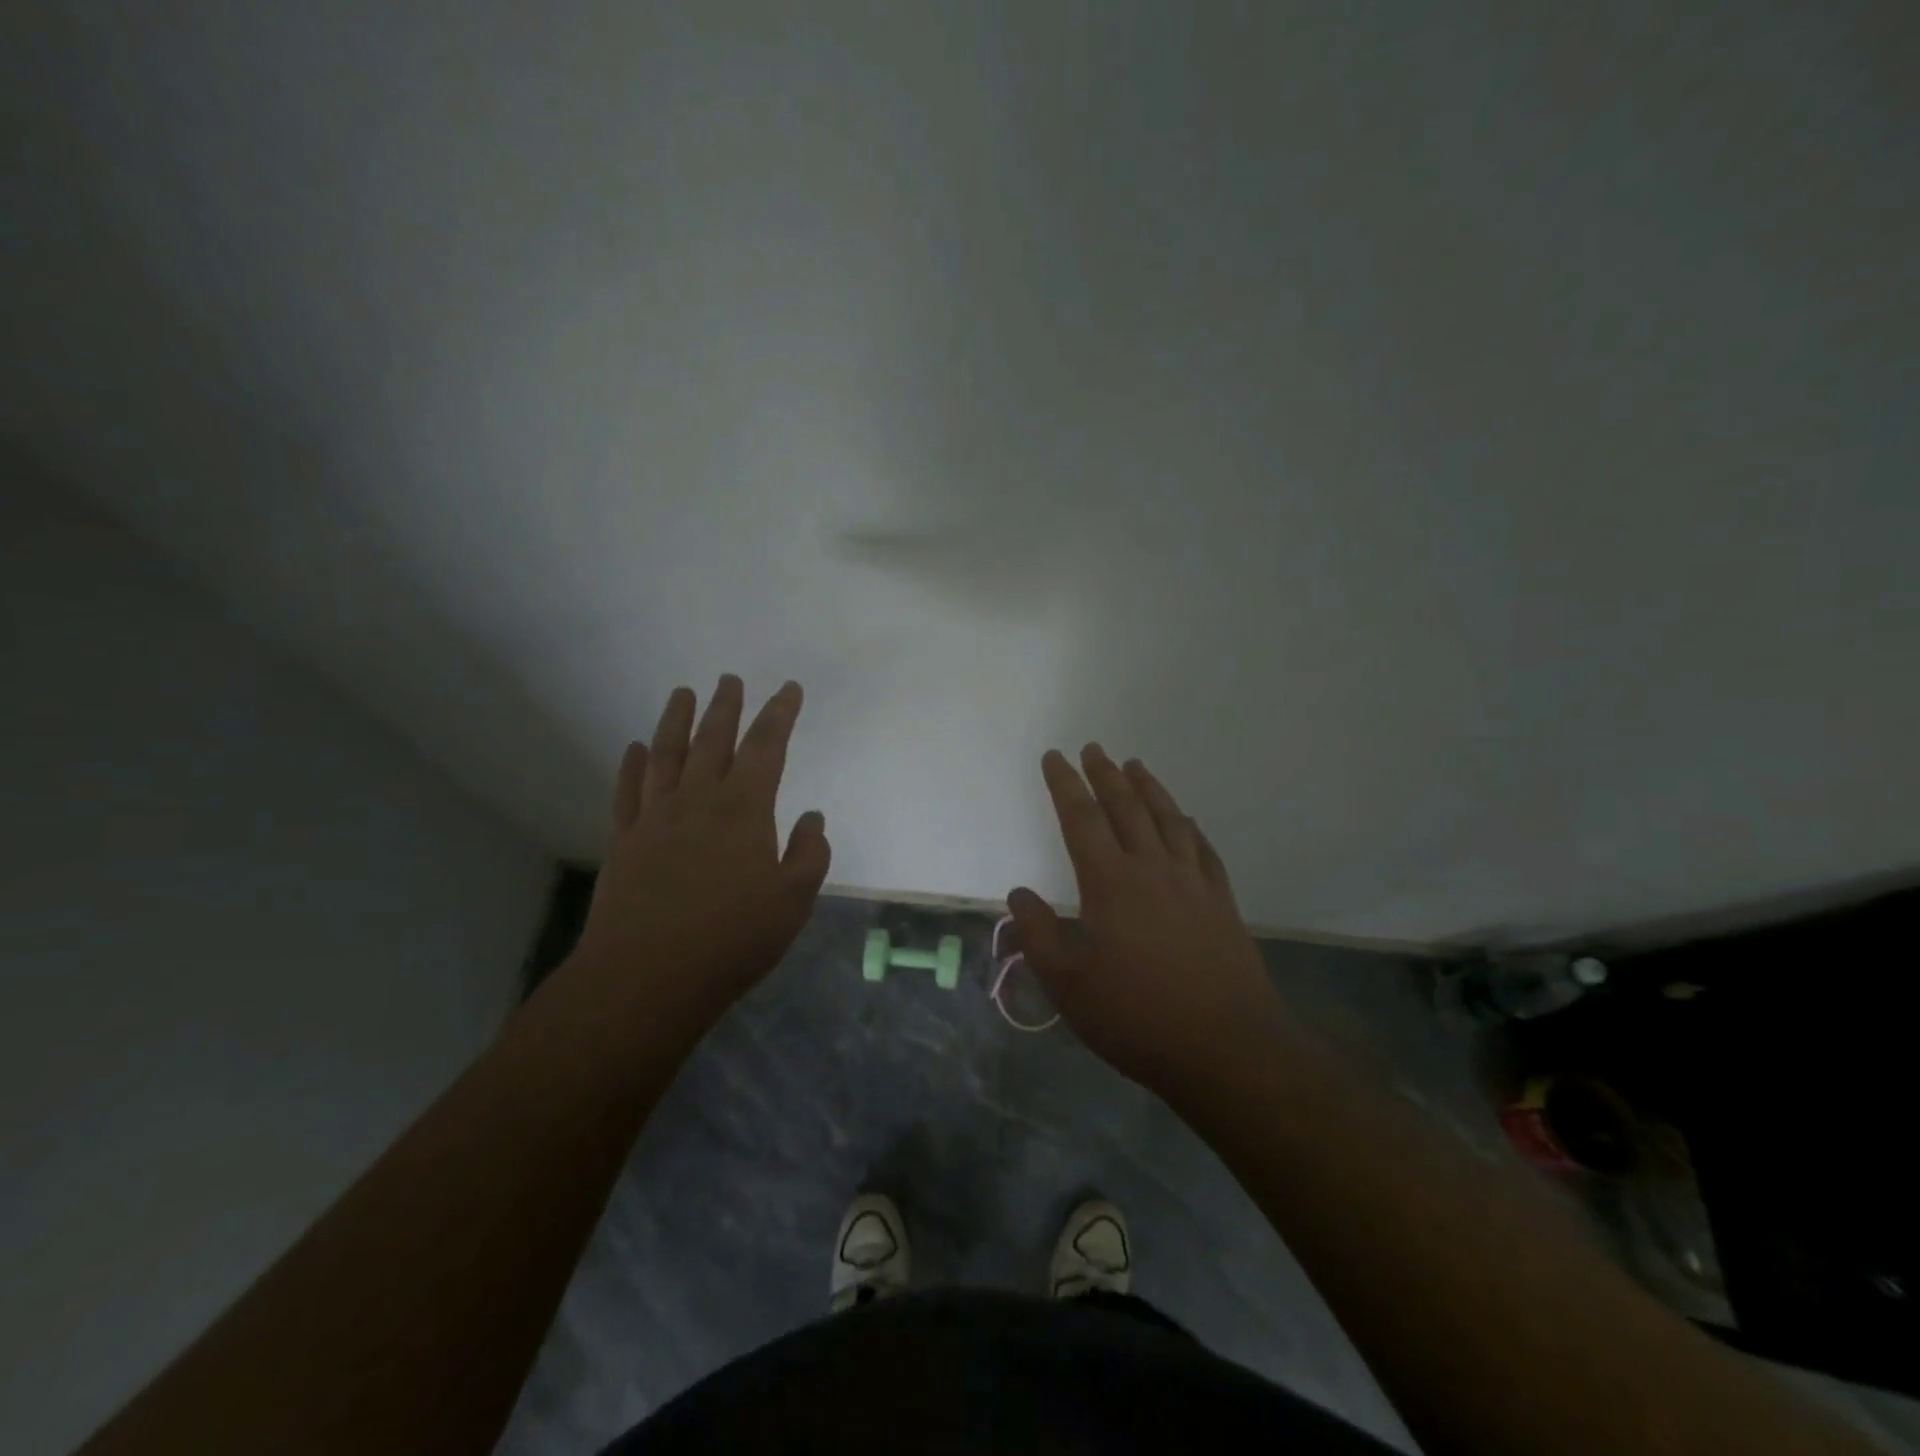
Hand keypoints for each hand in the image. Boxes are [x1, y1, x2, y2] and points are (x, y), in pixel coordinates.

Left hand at [566, 675, 831, 1029]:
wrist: (647, 976)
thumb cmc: (732, 938)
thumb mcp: (793, 901)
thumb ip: (808, 854)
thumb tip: (812, 818)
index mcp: (744, 809)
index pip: (767, 747)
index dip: (780, 714)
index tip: (788, 688)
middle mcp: (698, 801)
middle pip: (713, 740)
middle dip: (726, 707)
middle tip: (729, 679)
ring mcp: (655, 818)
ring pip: (667, 755)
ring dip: (676, 721)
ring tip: (682, 693)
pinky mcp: (624, 841)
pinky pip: (628, 791)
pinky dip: (633, 765)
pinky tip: (636, 749)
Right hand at [1008, 745, 1292, 1099]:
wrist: (1226, 1048)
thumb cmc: (1137, 1017)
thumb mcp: (1069, 985)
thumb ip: (1038, 935)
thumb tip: (1020, 894)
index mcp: (1110, 883)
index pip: (1081, 819)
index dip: (1065, 784)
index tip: (1054, 757)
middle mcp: (1152, 868)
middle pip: (1126, 807)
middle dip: (1105, 774)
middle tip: (1093, 748)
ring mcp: (1192, 882)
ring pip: (1167, 819)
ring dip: (1148, 788)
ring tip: (1135, 766)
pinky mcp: (1221, 901)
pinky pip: (1202, 848)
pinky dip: (1188, 826)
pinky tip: (1185, 821)